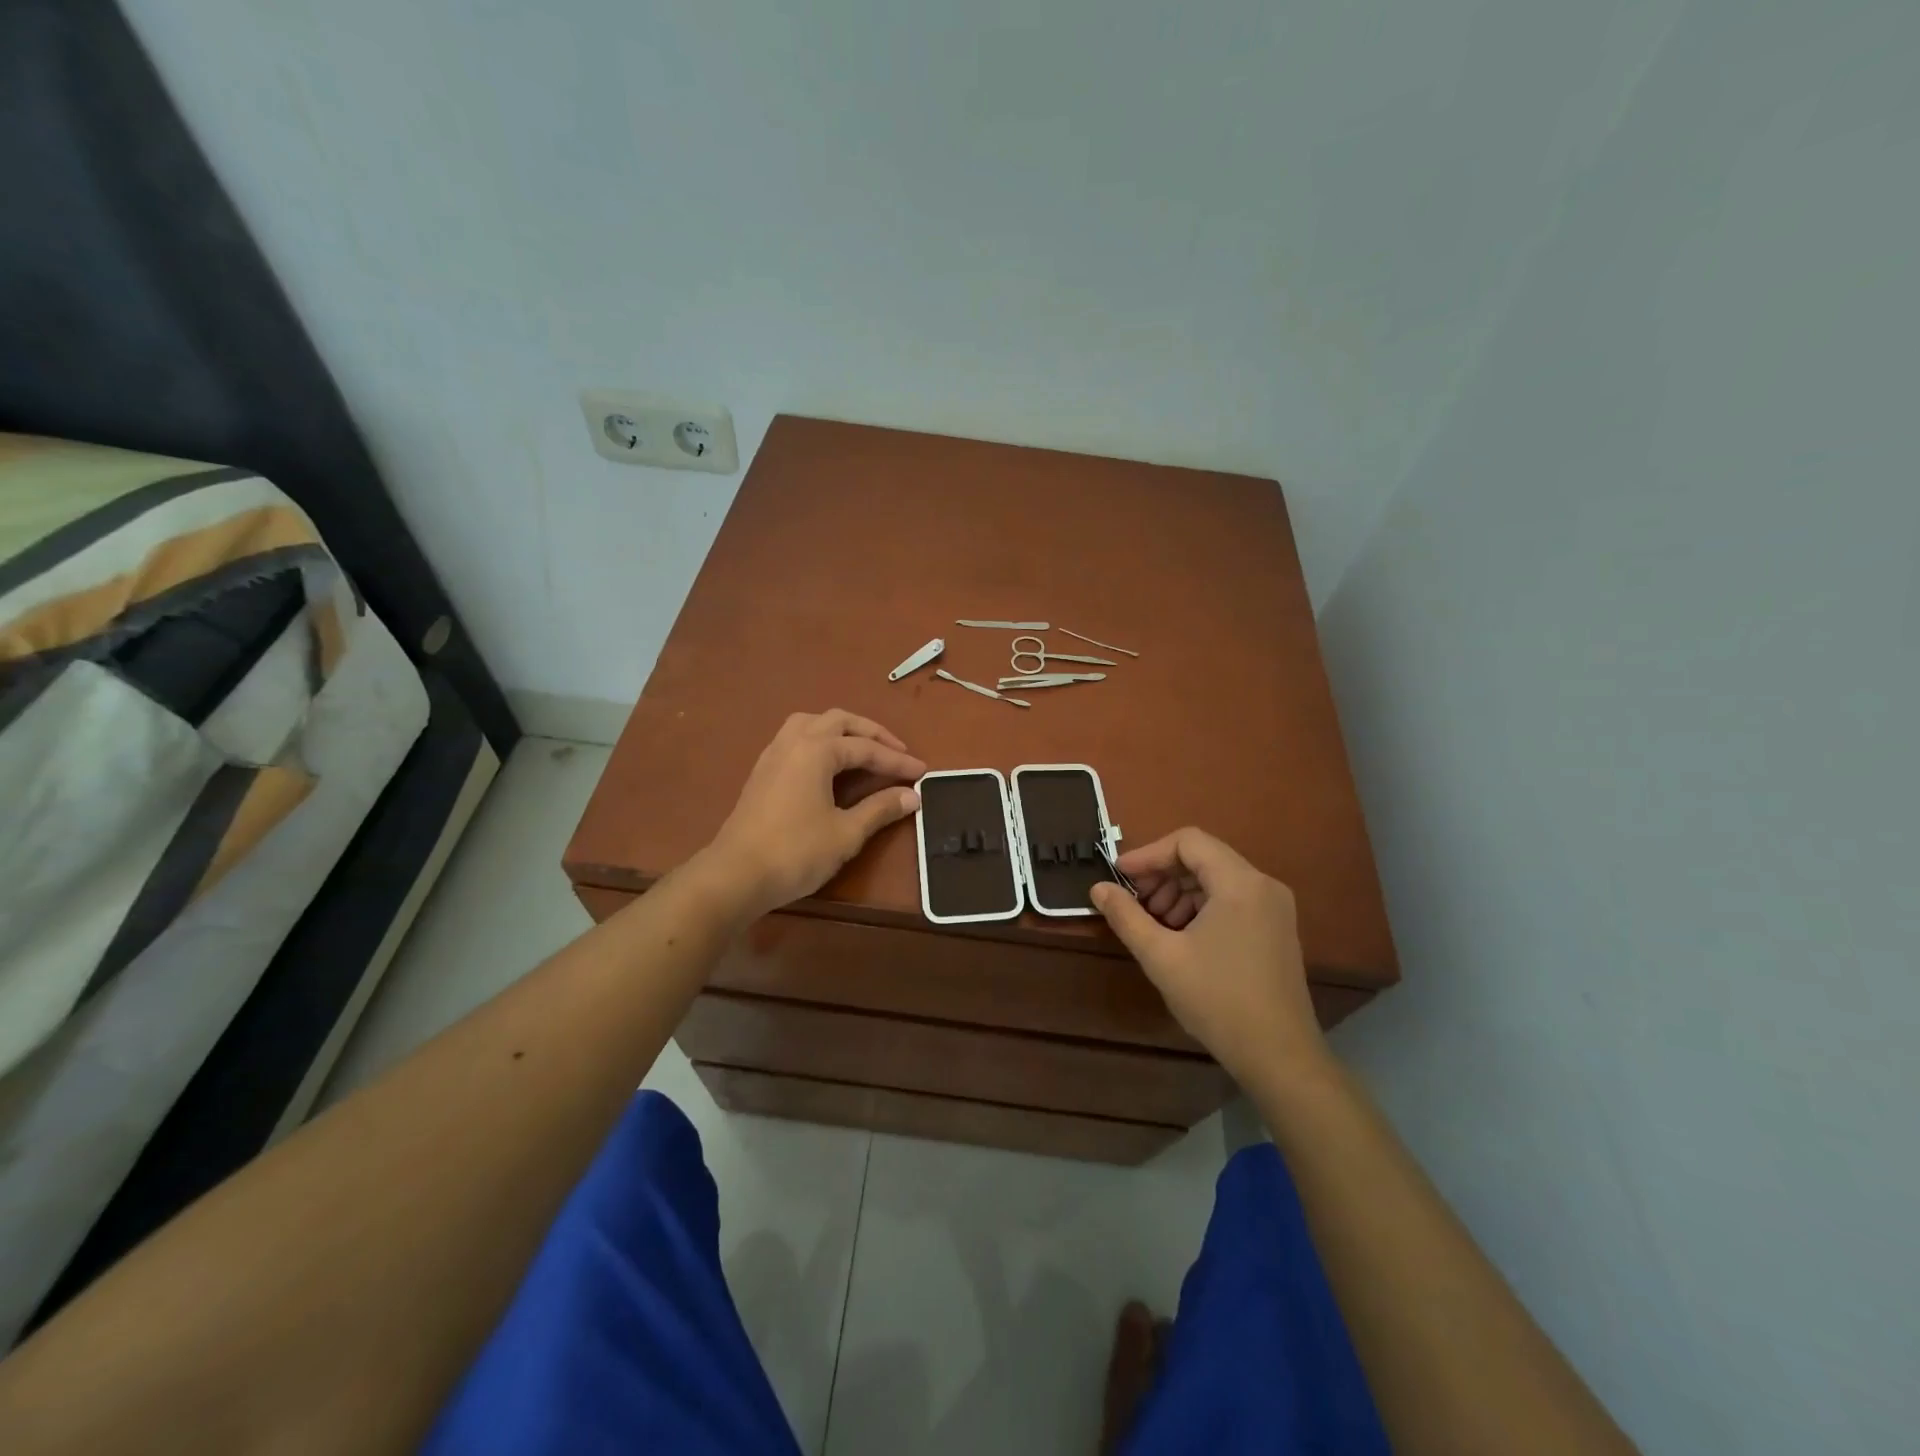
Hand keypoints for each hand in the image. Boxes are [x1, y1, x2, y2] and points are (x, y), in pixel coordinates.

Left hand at [705, 710, 924, 917]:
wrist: (735, 875)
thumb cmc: (796, 852)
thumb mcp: (846, 833)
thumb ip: (880, 809)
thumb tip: (913, 796)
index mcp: (816, 750)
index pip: (866, 748)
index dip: (897, 761)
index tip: (923, 772)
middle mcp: (794, 741)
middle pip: (839, 721)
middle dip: (871, 734)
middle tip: (896, 753)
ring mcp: (773, 754)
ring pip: (812, 724)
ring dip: (841, 731)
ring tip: (862, 749)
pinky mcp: (762, 771)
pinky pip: (796, 739)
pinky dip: (820, 741)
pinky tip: (828, 765)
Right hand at [1090, 828, 1328, 1088]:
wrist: (1279, 1056)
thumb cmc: (1217, 1000)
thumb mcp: (1161, 957)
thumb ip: (1126, 916)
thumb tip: (1098, 888)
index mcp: (1239, 883)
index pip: (1188, 841)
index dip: (1148, 854)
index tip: (1119, 876)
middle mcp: (1263, 884)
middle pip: (1203, 857)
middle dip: (1162, 875)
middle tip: (1134, 903)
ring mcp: (1274, 907)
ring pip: (1216, 878)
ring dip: (1179, 892)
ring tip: (1155, 924)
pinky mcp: (1277, 928)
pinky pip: (1232, 898)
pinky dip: (1201, 906)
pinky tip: (1181, 936)